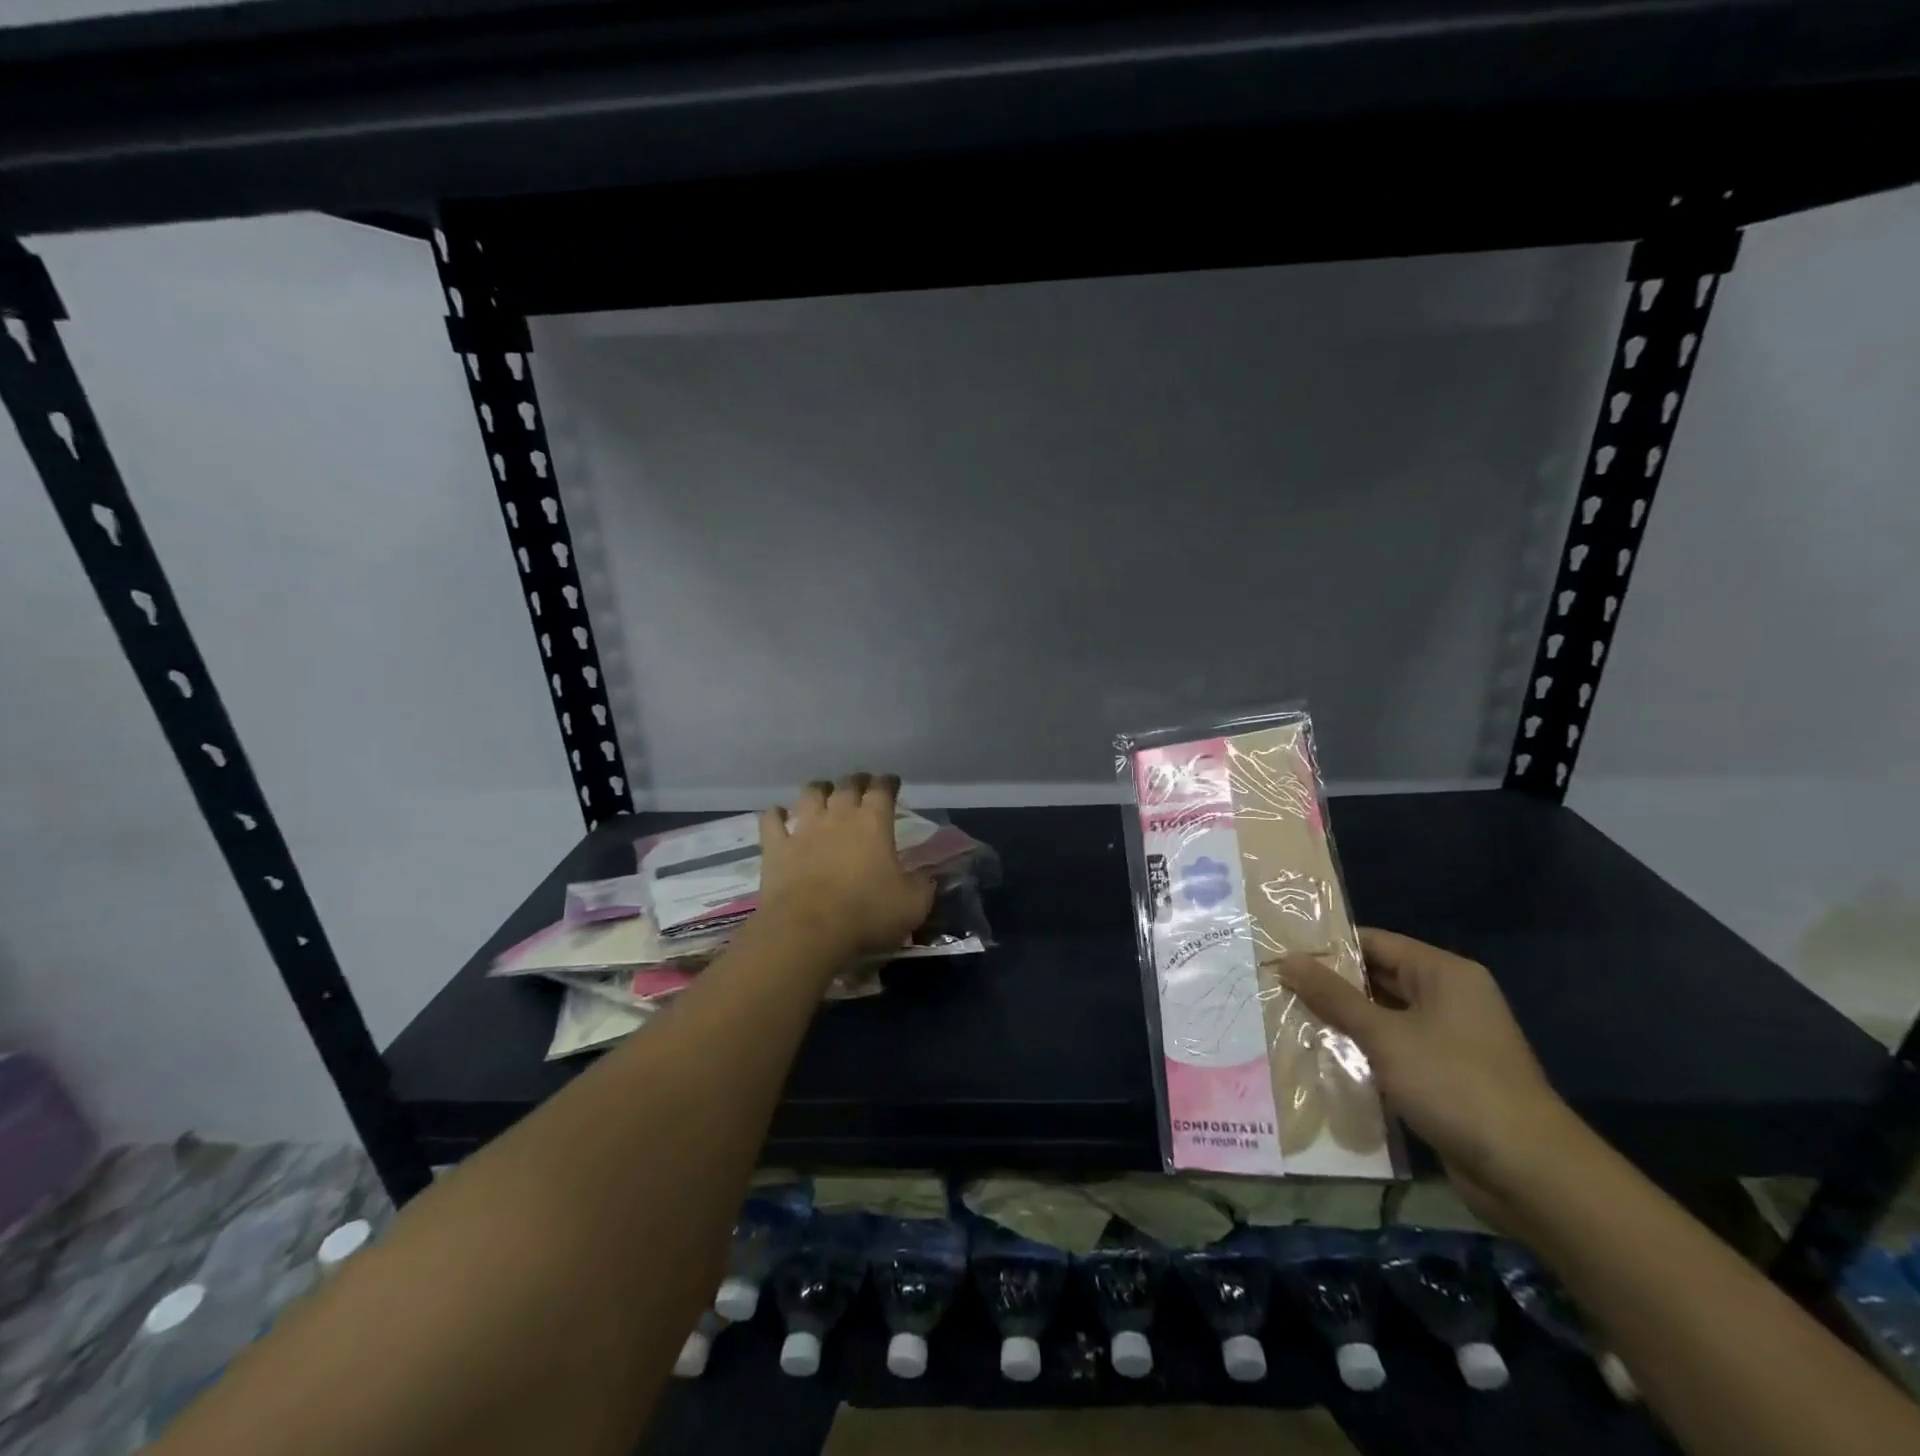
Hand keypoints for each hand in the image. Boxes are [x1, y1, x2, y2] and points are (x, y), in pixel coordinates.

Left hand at [755, 774, 936, 965]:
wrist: (807, 931)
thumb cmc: (866, 914)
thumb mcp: (913, 905)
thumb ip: (923, 886)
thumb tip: (927, 878)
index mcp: (873, 823)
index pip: (883, 789)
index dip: (888, 782)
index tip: (892, 782)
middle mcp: (838, 816)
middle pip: (847, 785)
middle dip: (857, 781)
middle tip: (862, 785)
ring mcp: (804, 829)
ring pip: (810, 794)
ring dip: (818, 789)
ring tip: (823, 792)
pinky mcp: (776, 847)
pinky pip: (771, 820)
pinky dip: (776, 814)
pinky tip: (778, 814)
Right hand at [1279, 929, 1579, 1222]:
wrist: (1528, 1173)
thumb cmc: (1454, 1084)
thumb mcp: (1385, 1035)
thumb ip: (1333, 996)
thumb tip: (1286, 958)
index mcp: (1444, 974)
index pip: (1375, 943)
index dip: (1328, 947)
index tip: (1282, 952)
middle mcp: (1449, 999)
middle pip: (1378, 979)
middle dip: (1331, 986)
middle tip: (1277, 985)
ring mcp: (1449, 1040)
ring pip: (1383, 1018)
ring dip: (1343, 1021)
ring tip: (1288, 1017)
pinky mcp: (1445, 1077)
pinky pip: (1394, 1051)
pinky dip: (1363, 1052)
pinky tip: (1323, 1057)